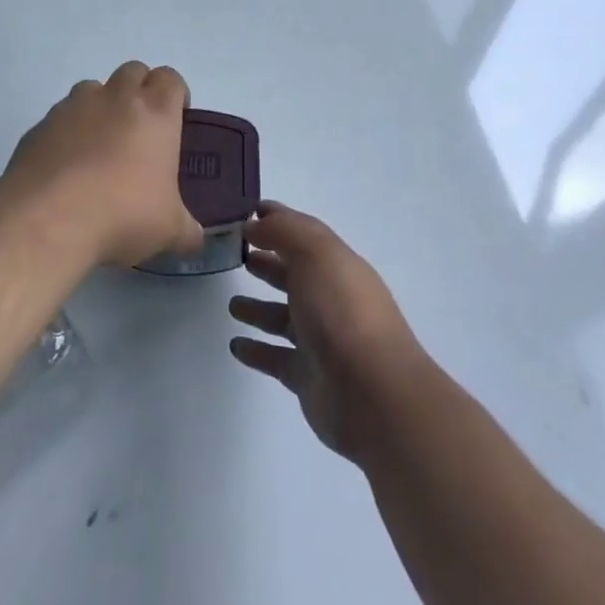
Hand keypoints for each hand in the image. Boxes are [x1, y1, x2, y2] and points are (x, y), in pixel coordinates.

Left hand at [3, 62, 204, 268]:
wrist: (49, 217)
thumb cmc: (123, 213)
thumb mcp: (168, 230)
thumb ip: (186, 229)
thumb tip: (195, 238)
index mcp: (155, 112)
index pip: (170, 79)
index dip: (175, 94)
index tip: (176, 117)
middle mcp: (116, 98)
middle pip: (133, 71)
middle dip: (139, 91)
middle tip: (140, 128)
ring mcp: (73, 107)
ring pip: (93, 88)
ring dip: (100, 106)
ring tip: (100, 145)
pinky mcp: (40, 125)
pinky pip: (59, 117)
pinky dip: (67, 131)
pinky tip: (66, 167)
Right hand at [228, 202, 427, 462]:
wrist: (373, 393)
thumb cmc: (342, 311)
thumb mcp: (314, 254)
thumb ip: (283, 231)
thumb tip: (255, 222)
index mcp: (338, 265)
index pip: (305, 233)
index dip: (279, 220)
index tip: (248, 211)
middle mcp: (331, 298)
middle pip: (295, 274)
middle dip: (269, 262)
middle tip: (237, 256)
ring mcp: (321, 340)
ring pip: (283, 317)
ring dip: (258, 308)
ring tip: (231, 305)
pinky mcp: (308, 377)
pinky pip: (276, 358)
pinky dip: (256, 350)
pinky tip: (235, 345)